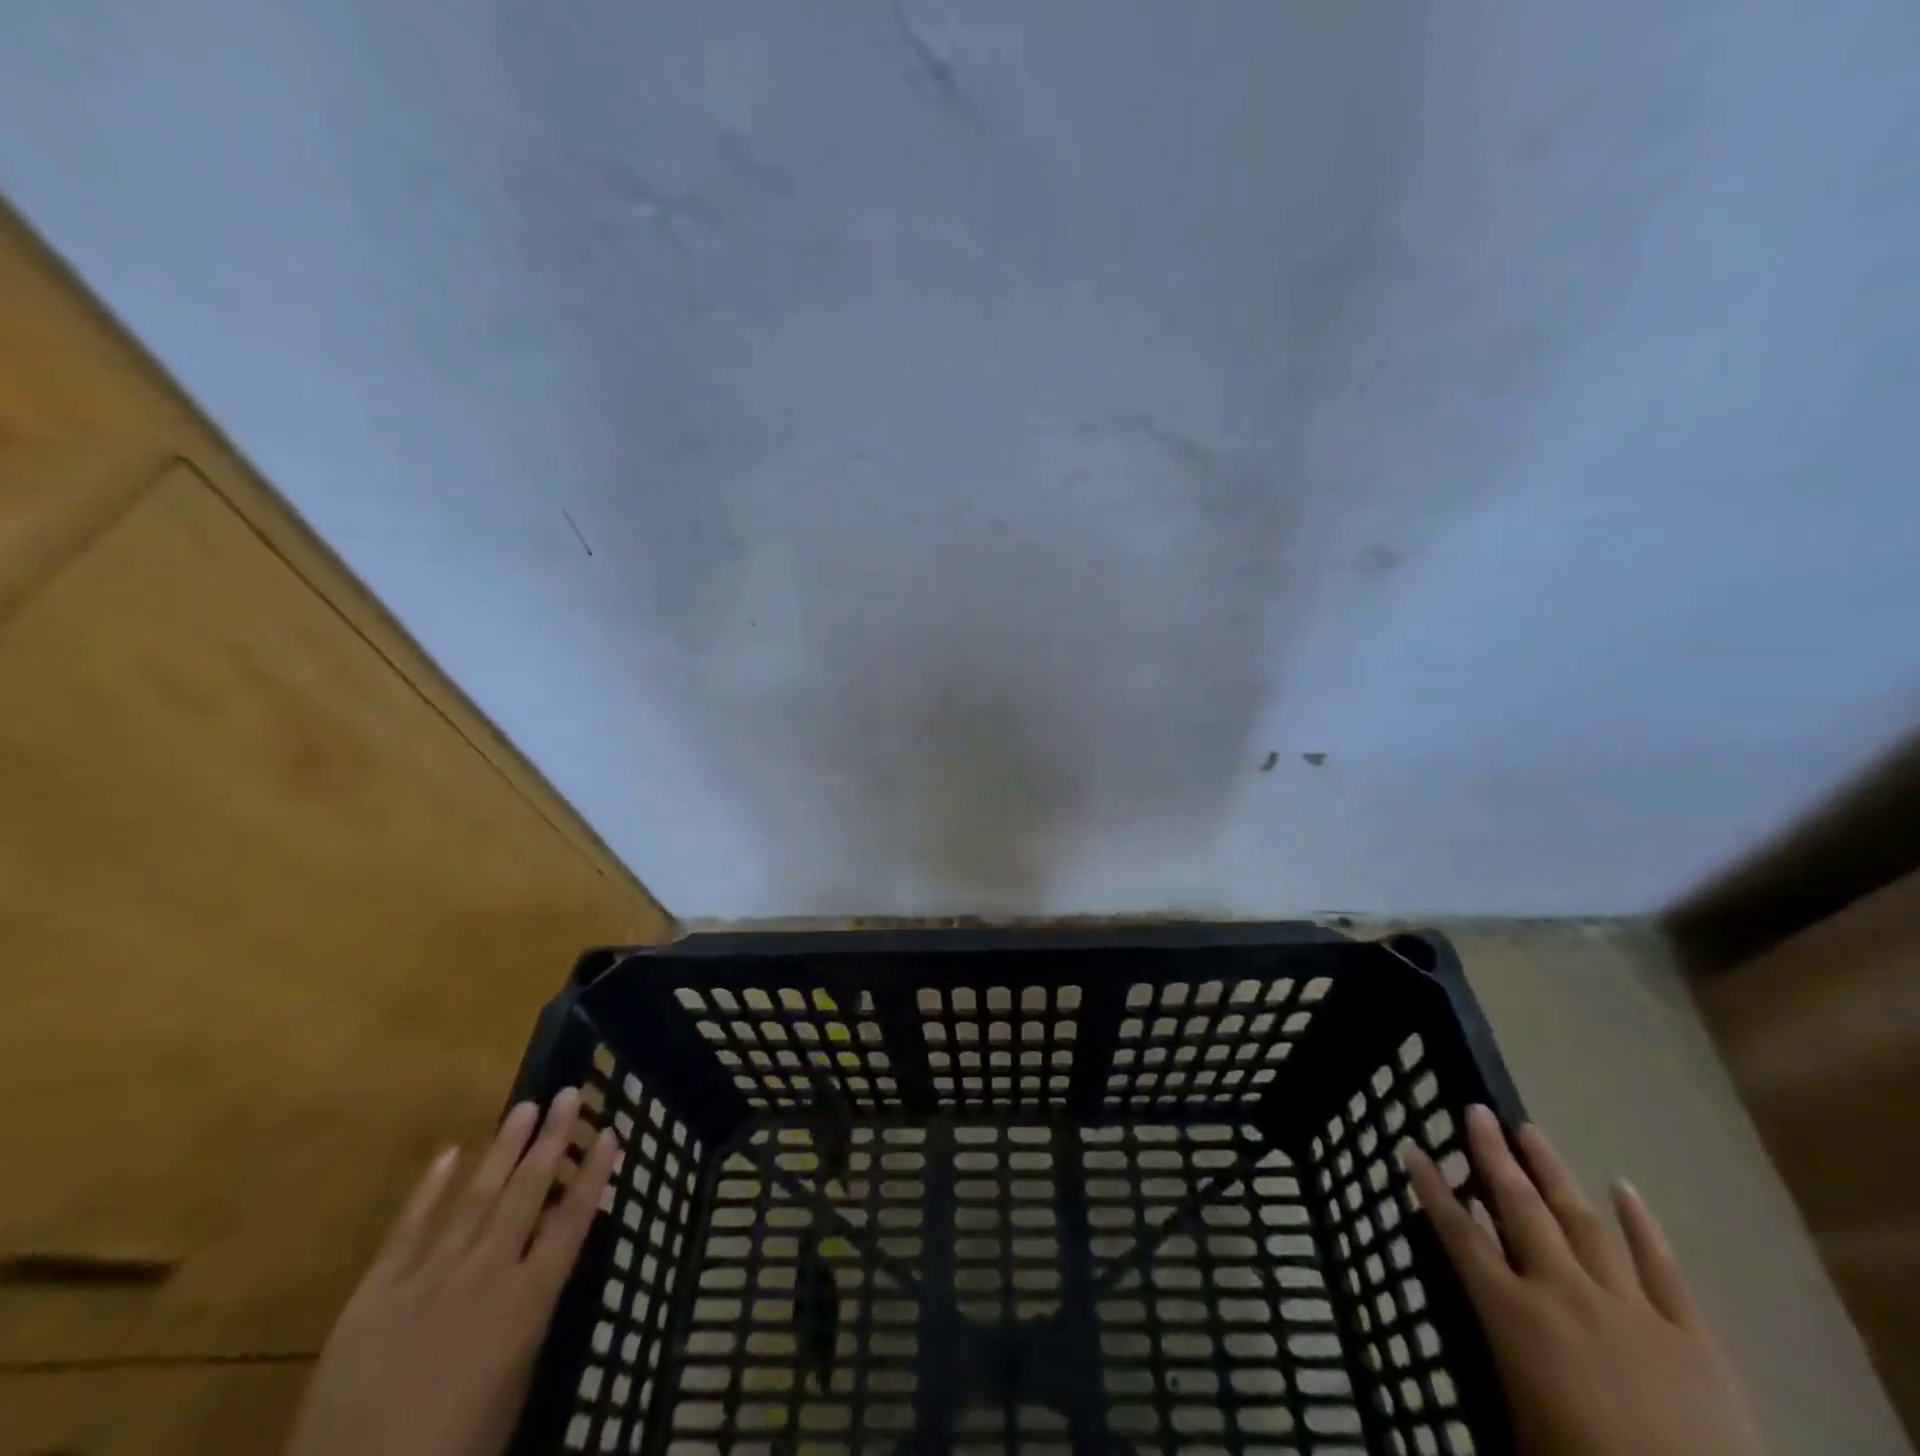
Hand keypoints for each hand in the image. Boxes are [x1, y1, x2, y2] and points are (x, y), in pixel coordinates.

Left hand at [285, 1089, 619, 1455]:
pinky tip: (450, 1153)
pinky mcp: (375, 1292)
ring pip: (476, 1198)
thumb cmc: (454, 1449)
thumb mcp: (514, 1383)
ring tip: (526, 1107)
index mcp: (526, 1303)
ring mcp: (428, 1278)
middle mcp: (485, 1275)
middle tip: (568, 1094)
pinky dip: (430, 1189)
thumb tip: (543, 1265)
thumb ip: (528, 1318)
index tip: (611, 1131)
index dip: (593, 1175)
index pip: (571, 1221)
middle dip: (552, 1140)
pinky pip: (408, 1229)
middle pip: (527, 1193)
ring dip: (503, 1149)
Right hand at [1403, 1106, 1764, 1455]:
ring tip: (1530, 1131)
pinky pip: (1663, 1269)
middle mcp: (1563, 1293)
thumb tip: (1485, 1305)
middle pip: (1520, 1208)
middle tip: (1477, 1111)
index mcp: (1514, 1316)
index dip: (1432, 1189)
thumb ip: (1501, 1351)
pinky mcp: (1691, 1336)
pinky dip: (1642, 1225)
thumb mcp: (1517, 1415)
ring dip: (1553, 1172)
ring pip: (1583, 1221)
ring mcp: (1630, 1308)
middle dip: (1494, 1156)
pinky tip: (1624, 1187)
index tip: (1412, 1147)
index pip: (1459, 1235)